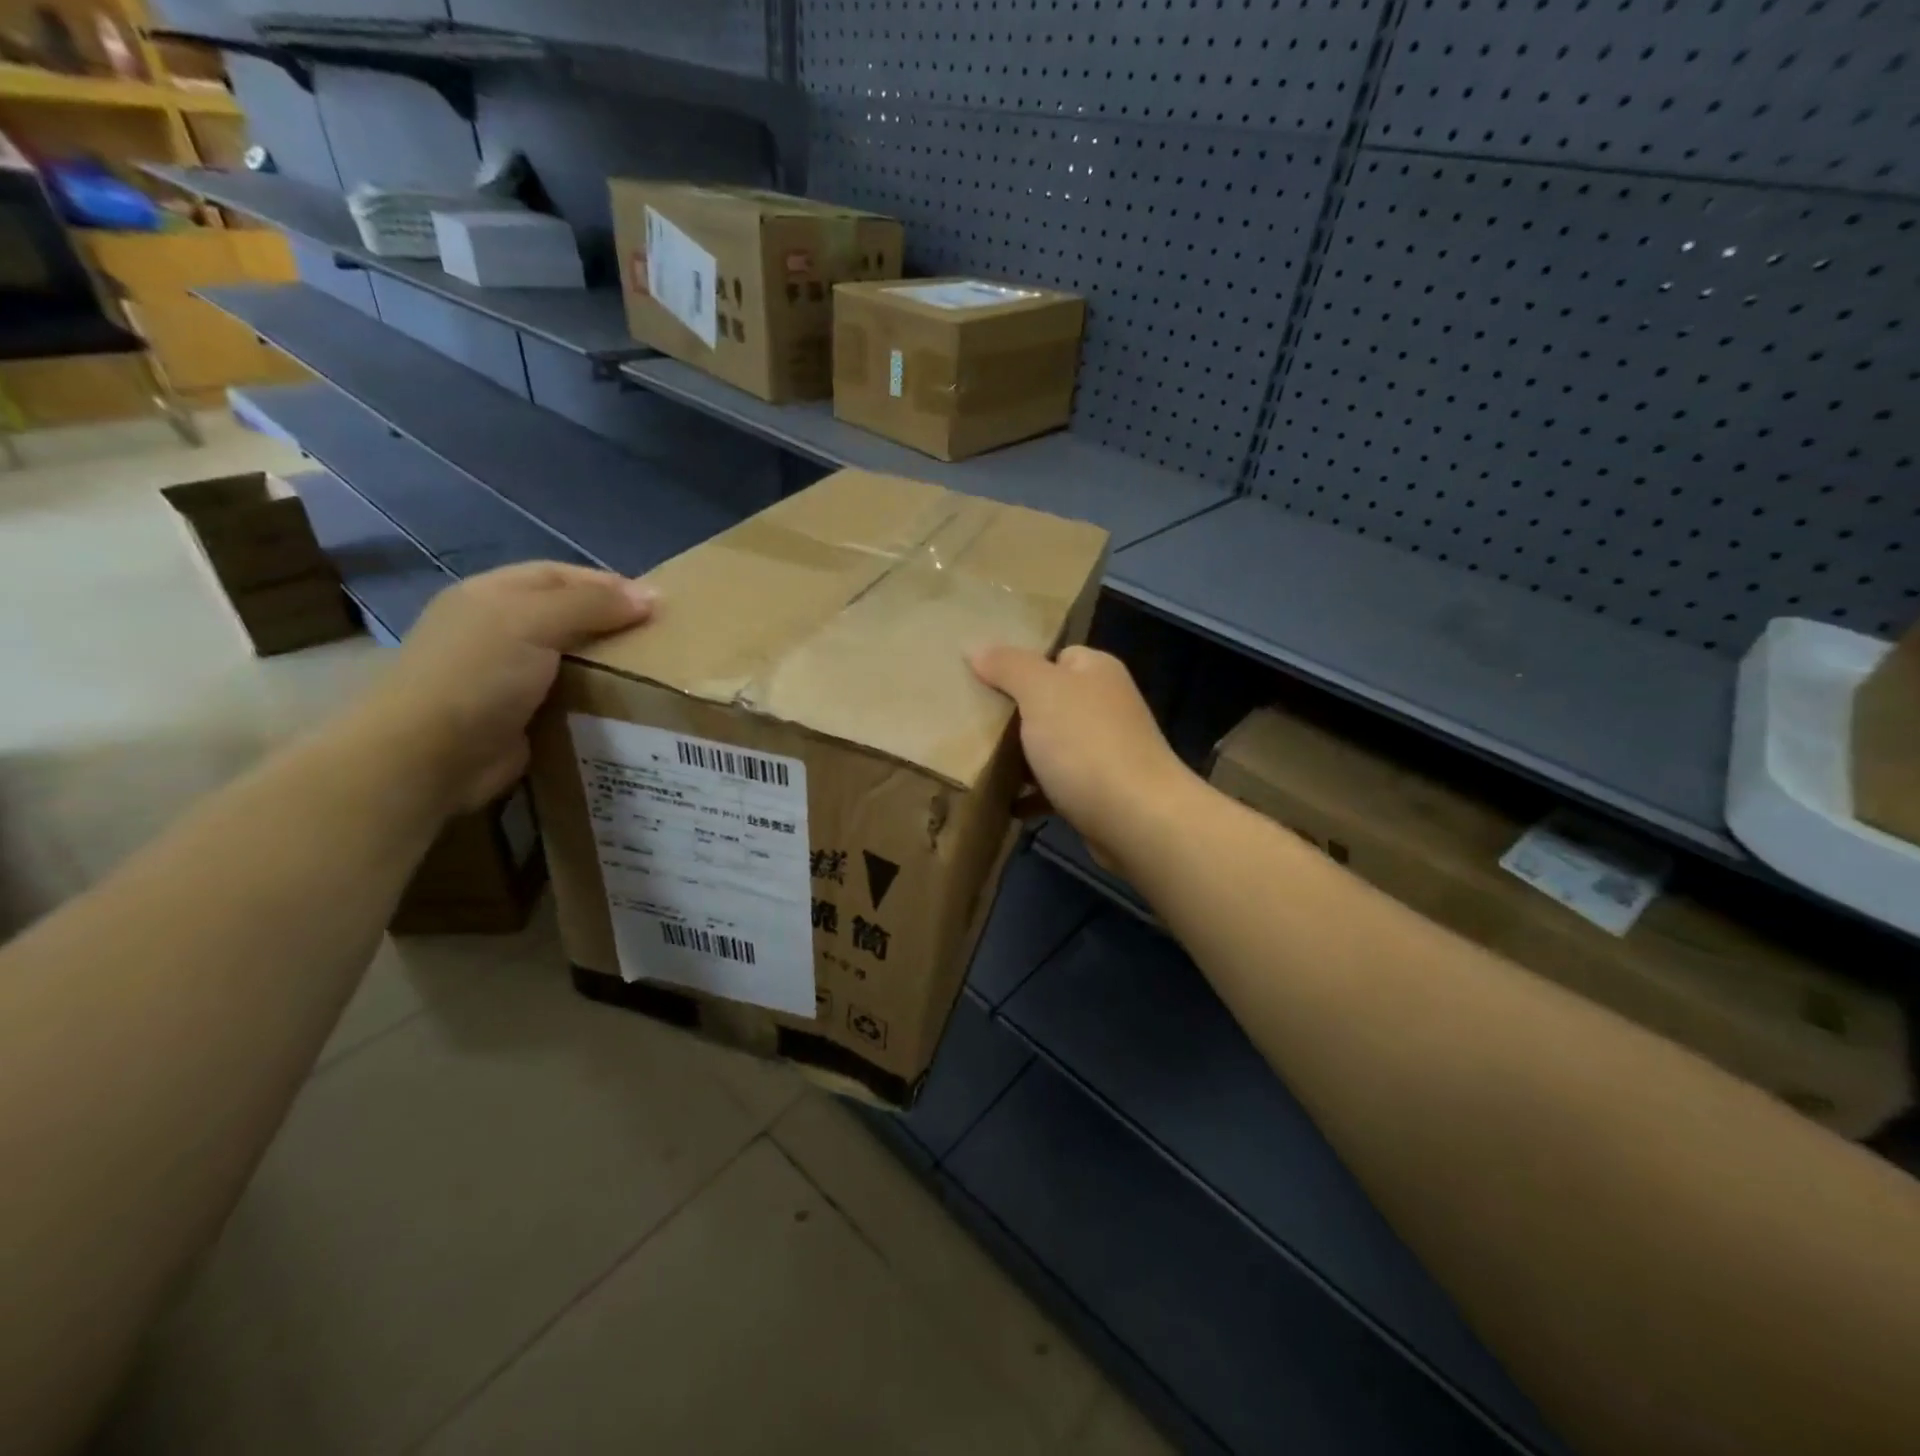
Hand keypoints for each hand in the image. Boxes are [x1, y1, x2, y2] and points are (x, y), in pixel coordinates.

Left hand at [356, 563, 655, 813]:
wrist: (429, 756)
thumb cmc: (478, 675)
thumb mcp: (534, 623)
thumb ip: (592, 605)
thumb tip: (652, 597)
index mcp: (492, 595)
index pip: (559, 575)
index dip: (607, 583)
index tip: (656, 603)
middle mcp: (498, 630)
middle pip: (567, 616)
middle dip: (612, 625)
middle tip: (661, 640)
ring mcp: (506, 676)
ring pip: (570, 659)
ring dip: (608, 665)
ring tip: (655, 674)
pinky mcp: (520, 717)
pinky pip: (568, 699)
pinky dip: (596, 700)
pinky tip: (628, 707)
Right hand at [969, 644, 1197, 872]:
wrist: (1137, 819)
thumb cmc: (1086, 744)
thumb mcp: (1040, 691)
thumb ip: (1008, 666)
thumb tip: (977, 648)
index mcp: (1096, 671)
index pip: (1055, 656)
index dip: (1020, 667)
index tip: (982, 683)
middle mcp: (1105, 705)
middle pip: (1050, 702)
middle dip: (1014, 715)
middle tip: (973, 724)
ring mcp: (1105, 750)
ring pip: (1051, 746)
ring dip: (1021, 758)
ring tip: (980, 763)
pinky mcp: (1100, 791)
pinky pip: (1056, 786)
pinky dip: (1033, 794)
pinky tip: (1007, 803)